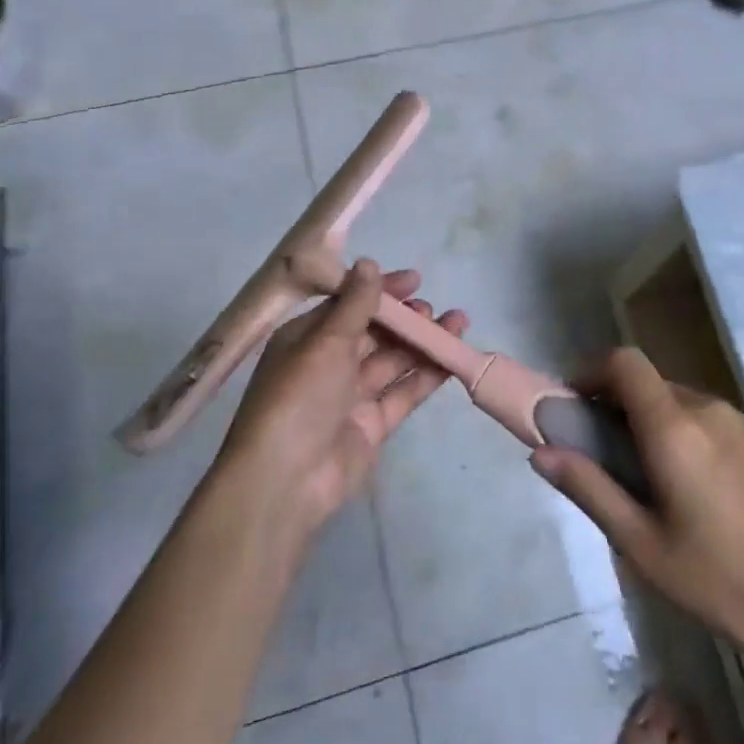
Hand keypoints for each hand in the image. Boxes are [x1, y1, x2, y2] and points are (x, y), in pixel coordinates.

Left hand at [219, 260, 466, 535]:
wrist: (286, 480)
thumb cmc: (299, 397)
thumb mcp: (326, 341)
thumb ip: (355, 304)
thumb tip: (368, 263)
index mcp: (307, 338)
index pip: (349, 304)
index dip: (381, 291)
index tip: (416, 280)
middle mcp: (328, 363)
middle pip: (374, 332)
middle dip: (406, 319)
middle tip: (432, 310)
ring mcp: (351, 396)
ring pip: (393, 361)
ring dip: (423, 342)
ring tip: (457, 323)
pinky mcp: (372, 425)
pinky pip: (403, 392)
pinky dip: (427, 375)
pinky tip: (452, 359)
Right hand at [531, 349, 743, 670]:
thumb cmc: (729, 581)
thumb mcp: (646, 548)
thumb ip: (592, 491)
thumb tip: (541, 452)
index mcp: (675, 427)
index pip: (623, 362)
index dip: (589, 371)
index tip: (571, 409)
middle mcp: (705, 409)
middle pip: (645, 382)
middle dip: (611, 405)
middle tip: (597, 459)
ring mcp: (736, 423)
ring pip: (672, 401)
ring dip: (642, 422)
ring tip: (638, 484)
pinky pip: (699, 419)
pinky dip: (673, 434)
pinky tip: (683, 493)